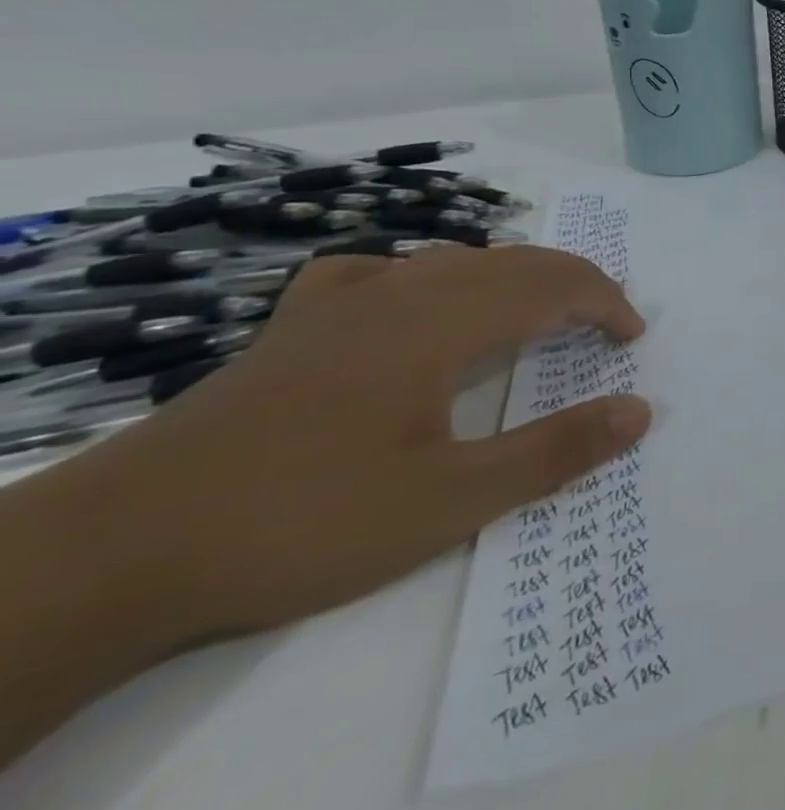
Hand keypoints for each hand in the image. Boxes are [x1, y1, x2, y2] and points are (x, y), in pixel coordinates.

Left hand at [60, 245, 650, 645]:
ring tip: (533, 315)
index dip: (604, 302)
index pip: (551, 284)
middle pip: (511, 262)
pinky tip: (411, 302)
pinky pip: (377, 274)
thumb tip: (641, 410)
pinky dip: (423, 277)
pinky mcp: (293, 327)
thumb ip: (553, 450)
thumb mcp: (448, 502)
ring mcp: (340, 304)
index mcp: (442, 322)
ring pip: (452, 260)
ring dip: (511, 278)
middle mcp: (400, 293)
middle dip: (572, 284)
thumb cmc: (303, 520)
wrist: (118, 549)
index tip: (632, 337)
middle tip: (604, 325)